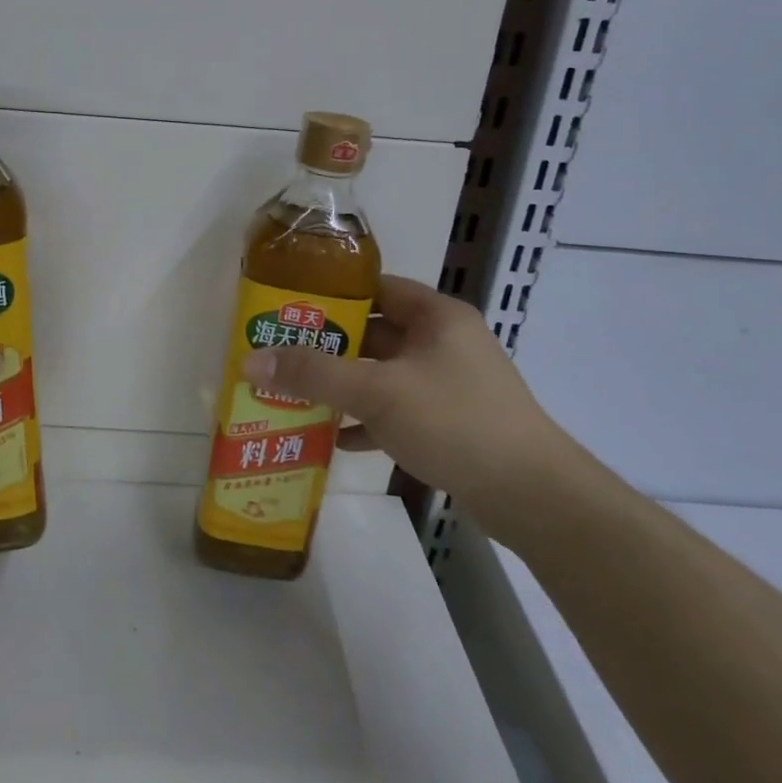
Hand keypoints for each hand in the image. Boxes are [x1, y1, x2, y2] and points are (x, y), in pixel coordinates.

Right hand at [241, 275, 576, 515]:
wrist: (530, 494)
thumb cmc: (454, 421)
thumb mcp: (377, 392)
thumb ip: (314, 374)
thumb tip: (251, 360)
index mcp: (436, 316)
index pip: (376, 288)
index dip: (332, 295)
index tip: (289, 308)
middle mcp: (444, 342)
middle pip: (375, 334)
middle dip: (329, 347)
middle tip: (281, 355)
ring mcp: (449, 384)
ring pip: (384, 376)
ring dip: (344, 387)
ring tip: (294, 394)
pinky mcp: (451, 422)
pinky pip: (397, 410)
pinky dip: (367, 421)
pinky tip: (334, 438)